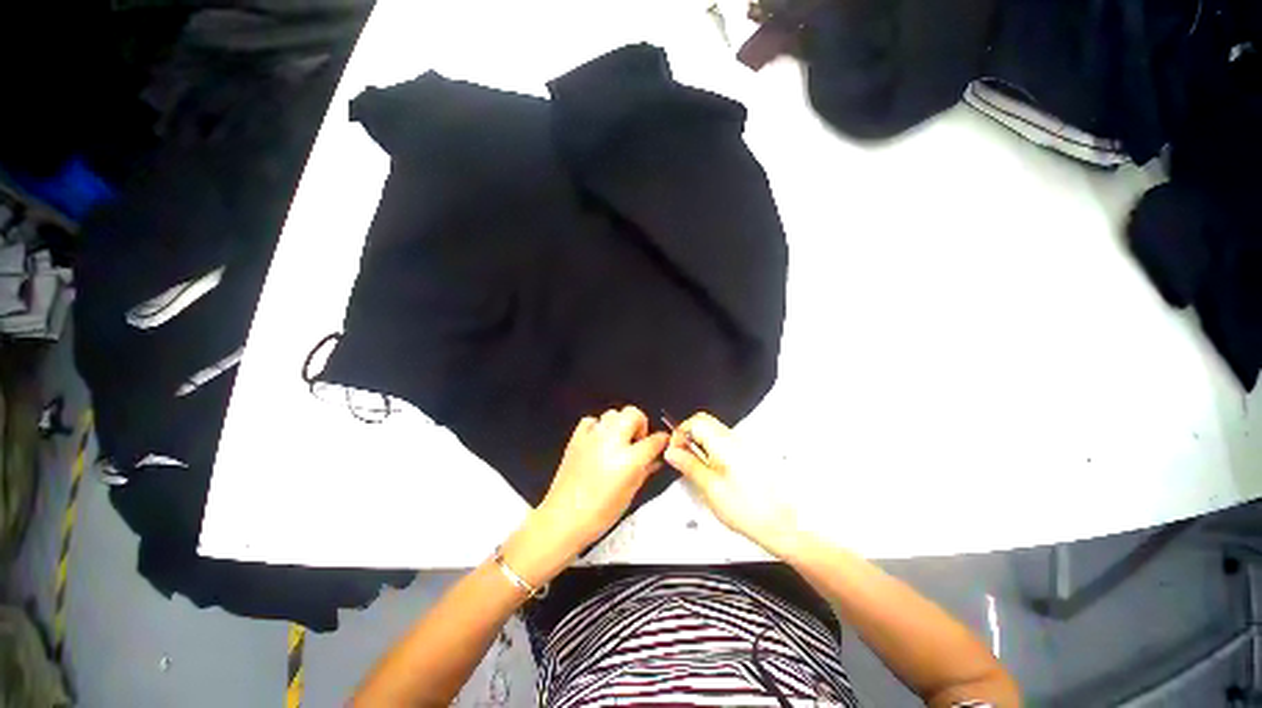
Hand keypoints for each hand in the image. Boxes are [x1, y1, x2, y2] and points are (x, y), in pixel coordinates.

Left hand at [512, 407, 667, 571]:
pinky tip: (598, 441)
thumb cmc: (601, 513)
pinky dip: (598, 427)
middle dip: (641, 424)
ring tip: (618, 442)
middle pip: (633, 414)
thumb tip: (655, 459)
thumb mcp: (630, 494)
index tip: (662, 443)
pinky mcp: (577, 437)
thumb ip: (645, 471)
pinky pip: (592, 421)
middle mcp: (612, 441)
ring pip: (613, 413)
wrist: (563, 519)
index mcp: (629, 459)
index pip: (653, 440)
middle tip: (637, 441)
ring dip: (620, 424)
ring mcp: (593, 436)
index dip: (662, 440)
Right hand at [665, 412, 799, 555]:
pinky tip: (716, 475)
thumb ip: (689, 465)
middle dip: (689, 437)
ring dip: (701, 445)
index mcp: (724, 443)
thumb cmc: (751, 510)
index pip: (695, 421)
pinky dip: (714, 452)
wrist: (786, 524)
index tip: (676, 452)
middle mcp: (736, 438)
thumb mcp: (710, 488)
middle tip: (684, 459)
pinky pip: (725, 444)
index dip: (680, 433)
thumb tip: (672, 452)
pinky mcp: (751, 455)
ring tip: (700, 471)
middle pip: (705, 423)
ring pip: (714, 433)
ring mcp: (745, 445)